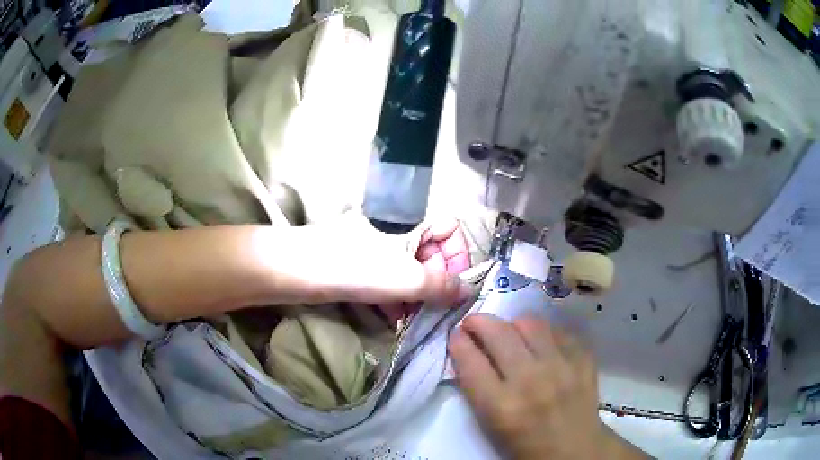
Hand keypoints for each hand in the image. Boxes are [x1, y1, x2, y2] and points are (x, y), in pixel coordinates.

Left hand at [274, 214, 472, 315]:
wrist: (293, 270)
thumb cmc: (351, 267)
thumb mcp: (403, 278)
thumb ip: (439, 285)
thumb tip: (469, 292)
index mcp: (410, 227)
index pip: (450, 229)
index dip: (457, 255)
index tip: (454, 285)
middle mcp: (397, 235)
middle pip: (432, 254)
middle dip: (437, 283)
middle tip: (435, 310)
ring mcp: (377, 252)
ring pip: (410, 272)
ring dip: (417, 297)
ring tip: (414, 319)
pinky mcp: (361, 269)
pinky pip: (389, 283)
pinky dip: (395, 300)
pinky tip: (392, 319)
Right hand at [449, 314, 630, 459]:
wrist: (575, 450)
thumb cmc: (525, 445)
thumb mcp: (491, 425)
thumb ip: (477, 388)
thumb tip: (469, 351)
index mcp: (502, 407)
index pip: (471, 360)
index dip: (457, 341)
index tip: (456, 335)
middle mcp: (531, 381)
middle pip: (498, 333)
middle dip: (479, 322)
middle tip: (474, 325)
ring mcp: (562, 367)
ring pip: (530, 323)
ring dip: (512, 325)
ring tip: (511, 335)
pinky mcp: (584, 360)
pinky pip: (558, 330)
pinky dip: (543, 334)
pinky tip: (541, 345)